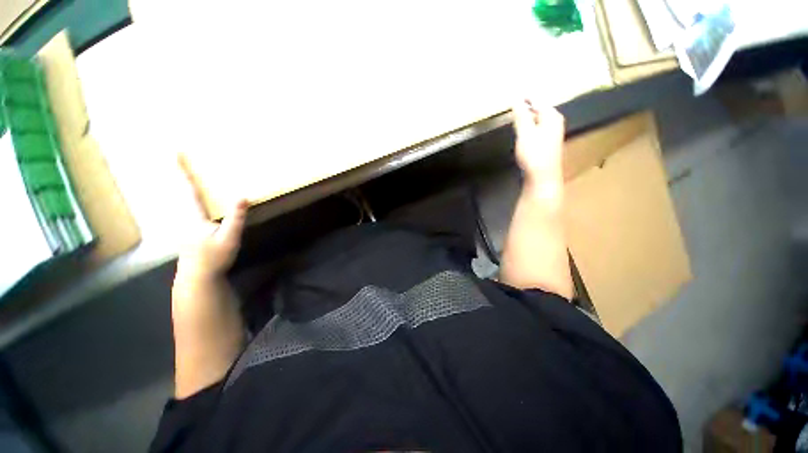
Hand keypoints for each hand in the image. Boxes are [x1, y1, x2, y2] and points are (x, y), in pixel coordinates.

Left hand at [175, 155, 247, 283]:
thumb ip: (236, 218)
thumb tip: (243, 196)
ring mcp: (181, 225)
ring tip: (177, 170)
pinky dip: (181, 197)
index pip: (188, 190)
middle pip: (176, 191)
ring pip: (176, 200)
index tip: (173, 152)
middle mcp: (183, 217)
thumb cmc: (214, 258)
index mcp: (193, 217)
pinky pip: (181, 208)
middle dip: (173, 173)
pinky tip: (185, 198)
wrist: (198, 278)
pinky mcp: (184, 231)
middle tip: (171, 155)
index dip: (181, 172)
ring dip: (176, 185)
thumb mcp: (229, 238)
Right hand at [512, 100, 565, 187]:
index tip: (513, 92)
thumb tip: (516, 98)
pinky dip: (527, 126)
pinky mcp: (546, 142)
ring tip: (513, 113)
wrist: (542, 177)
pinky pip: (536, 128)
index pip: (537, 99)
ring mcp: (551, 133)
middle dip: (526, 105)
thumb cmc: (534, 154)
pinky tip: (520, 129)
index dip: (525, 96)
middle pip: (538, 108)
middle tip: (511, 102)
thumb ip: (521, 115)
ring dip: (526, 115)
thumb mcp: (525, 133)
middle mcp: (554, 121)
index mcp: (552, 116)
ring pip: (537, 119)